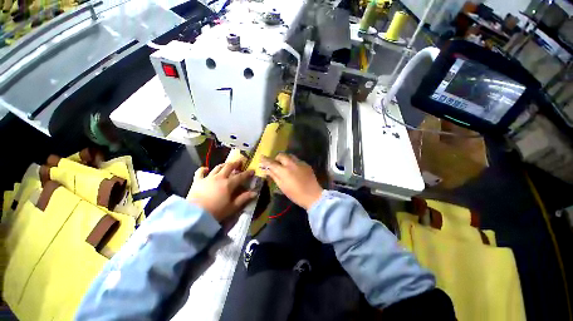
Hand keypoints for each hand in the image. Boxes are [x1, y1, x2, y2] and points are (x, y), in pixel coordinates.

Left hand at [187, 161, 256, 221]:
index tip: (252, 170)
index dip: (248, 173)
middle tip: (240, 162)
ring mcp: (208, 178)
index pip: (241, 176)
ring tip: (227, 164)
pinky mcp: (197, 181)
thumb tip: (255, 193)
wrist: (194, 215)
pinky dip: (203, 169)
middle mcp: (219, 178)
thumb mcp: (232, 207)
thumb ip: (244, 198)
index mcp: (229, 184)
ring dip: (223, 165)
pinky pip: (200, 172)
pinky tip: (206, 169)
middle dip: (235, 163)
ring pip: (217, 167)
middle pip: (229, 167)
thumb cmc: (216, 212)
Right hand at [260, 153, 322, 209]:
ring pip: (290, 155)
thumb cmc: (295, 194)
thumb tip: (266, 169)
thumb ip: (274, 176)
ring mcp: (300, 163)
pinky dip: (293, 162)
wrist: (313, 195)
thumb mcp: (282, 186)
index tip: (261, 157)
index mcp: (284, 171)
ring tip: (285, 165)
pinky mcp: (306, 164)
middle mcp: (291, 164)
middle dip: (276, 158)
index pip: (271, 163)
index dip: (265, 160)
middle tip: (276, 164)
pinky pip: (297, 159)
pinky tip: (294, 169)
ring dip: (285, 158)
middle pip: (281, 155)